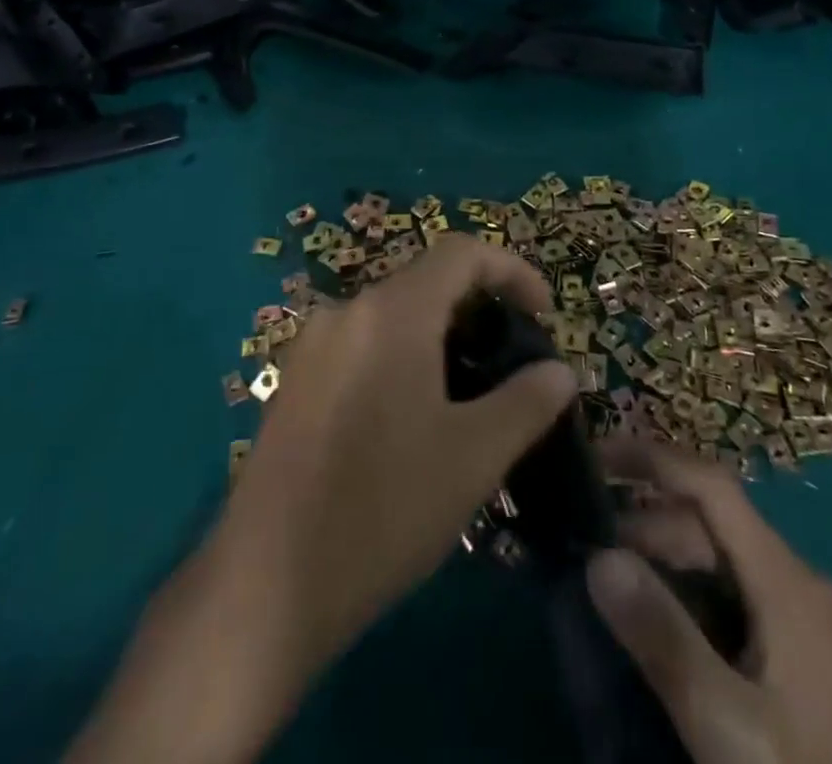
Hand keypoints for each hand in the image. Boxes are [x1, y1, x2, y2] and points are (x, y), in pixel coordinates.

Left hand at [70, 235, 574, 763]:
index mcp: (391, 312)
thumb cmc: (385, 508)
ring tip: (469, 394)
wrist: (269, 580)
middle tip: (511, 363)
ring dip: (438, 337)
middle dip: (477, 309)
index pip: (461, 252)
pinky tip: (411, 417)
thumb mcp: (474, 457)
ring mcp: (312, 344)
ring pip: (391, 316)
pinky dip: (399, 356)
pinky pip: (360, 344)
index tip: (545, 314)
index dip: (511, 270)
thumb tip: (561, 370)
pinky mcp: (294, 379)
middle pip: (424, 282)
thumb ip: (526, 402)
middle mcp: (346, 310)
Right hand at [586, 437, 831, 763]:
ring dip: (661, 560)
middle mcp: (795, 583)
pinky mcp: (794, 656)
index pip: (711, 486)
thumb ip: (663, 636)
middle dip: (645, 523)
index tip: (593, 457)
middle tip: (587, 548)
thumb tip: (598, 556)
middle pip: (709, 524)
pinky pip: (727, 596)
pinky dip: (683, 592)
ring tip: (610, 585)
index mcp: (786, 580)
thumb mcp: (726, 722)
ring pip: (717, 560)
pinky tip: (654, 622)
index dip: (652, 459)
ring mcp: (798, 620)